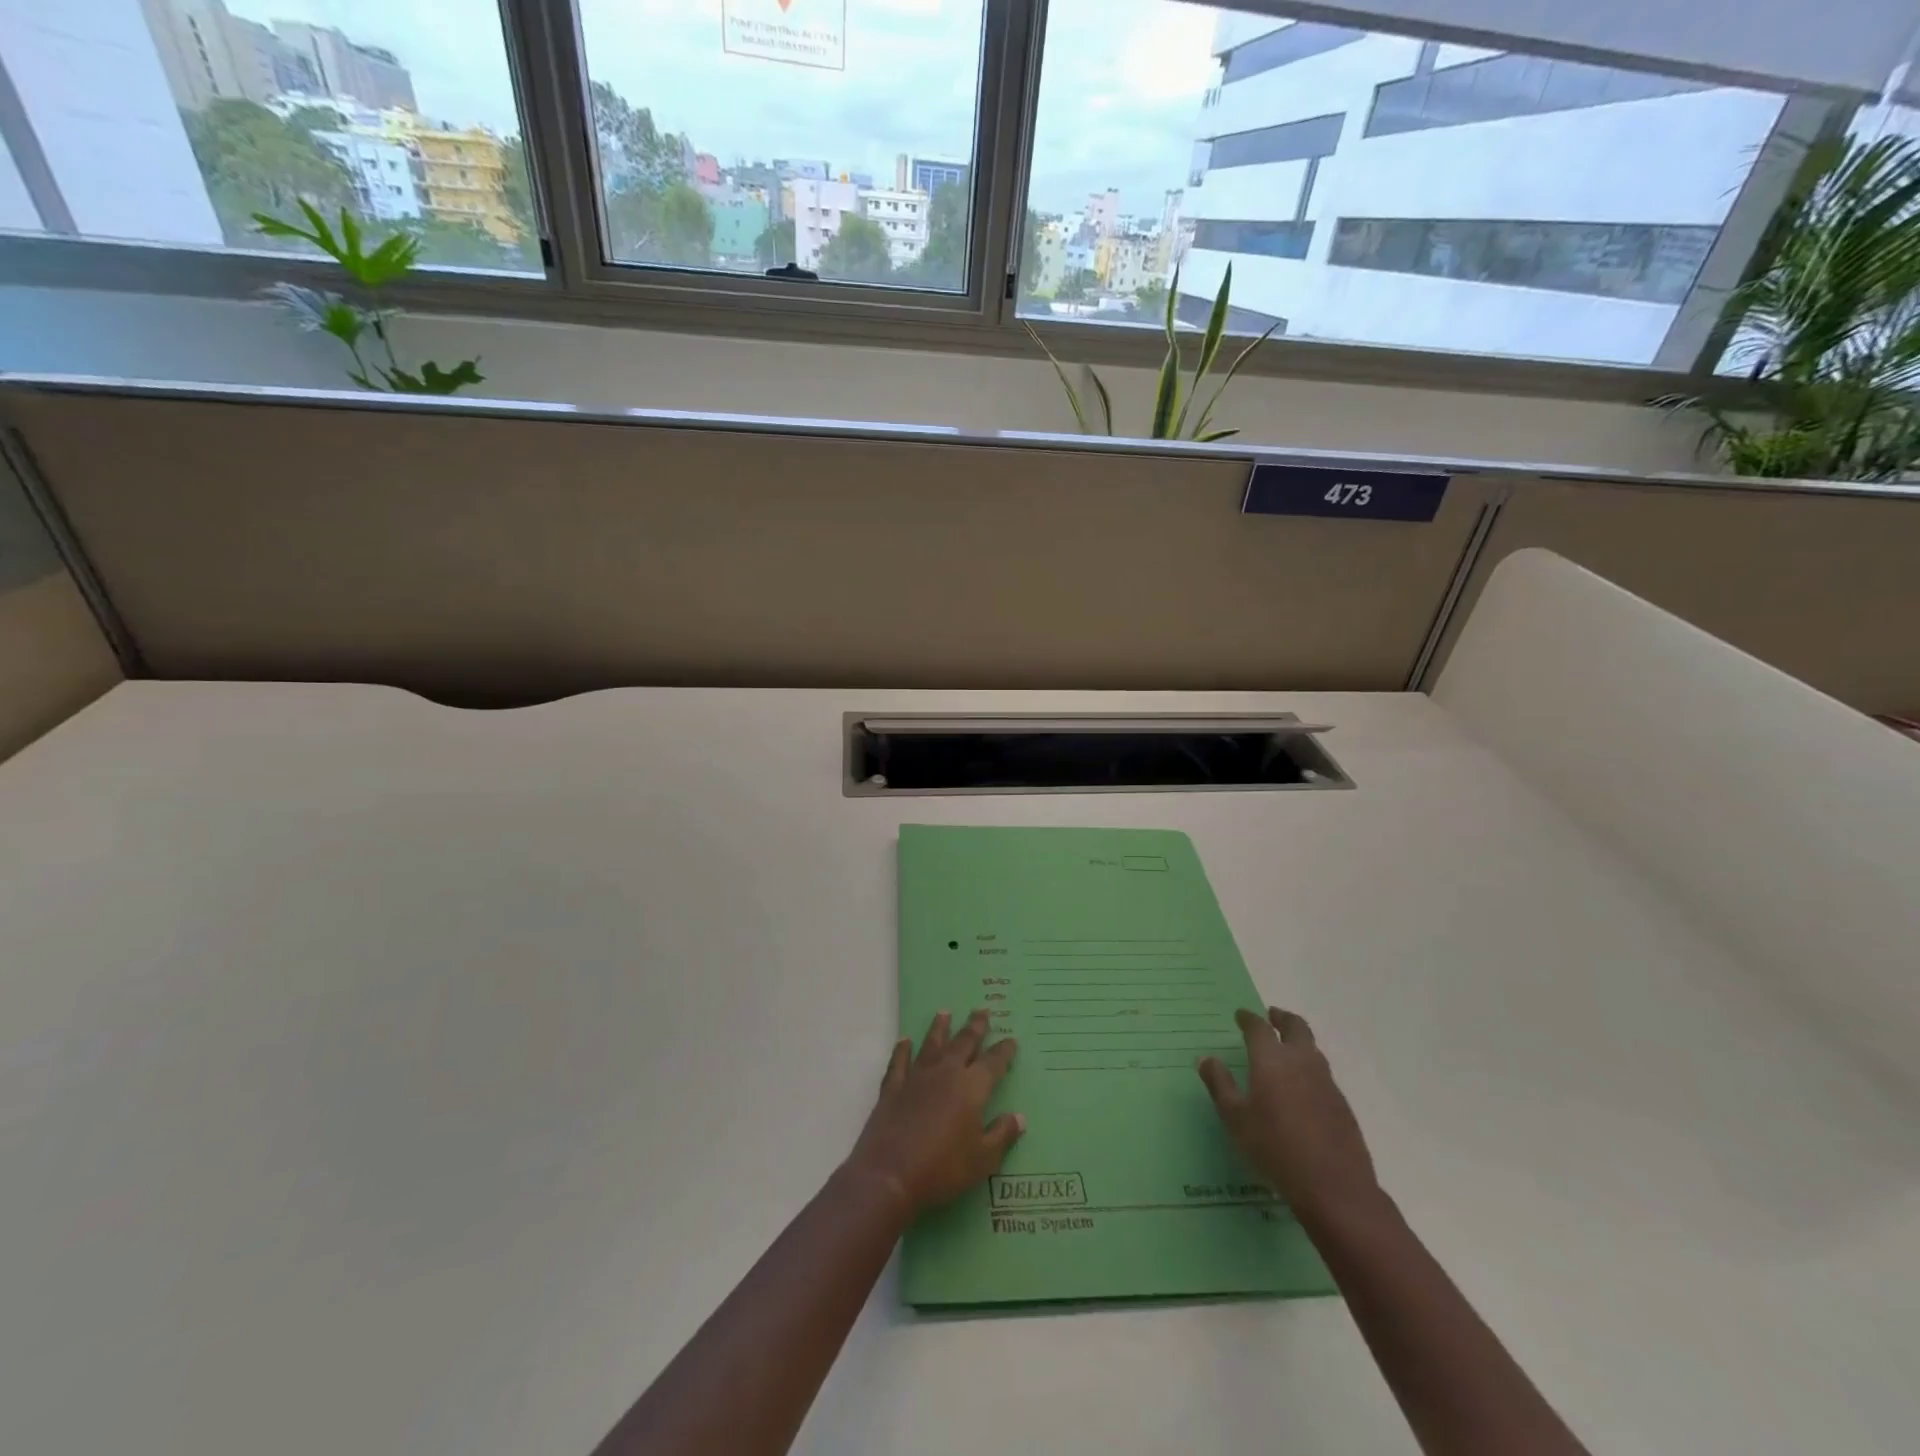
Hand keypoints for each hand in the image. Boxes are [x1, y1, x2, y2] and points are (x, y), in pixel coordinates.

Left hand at [844, 1010, 1023, 1219]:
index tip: (1011, 1039)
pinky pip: (899, 1062)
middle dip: (975, 1026)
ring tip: (944, 1012)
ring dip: (939, 1028)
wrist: (890, 1175)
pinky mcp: (893, 1088)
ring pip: (931, 1045)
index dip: (1004, 1051)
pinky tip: (904, 1041)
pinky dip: (902, 1050)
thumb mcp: (983, 1159)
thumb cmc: (943, 1169)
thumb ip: (1002, 1134)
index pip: (993, 1062)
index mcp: (971, 1088)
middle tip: (982, 1010)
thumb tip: (1019, 1116)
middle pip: (963, 1043)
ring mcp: (916, 1077)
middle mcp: (945, 1073)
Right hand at [1198, 1007, 1378, 1218]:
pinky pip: (1323, 1073)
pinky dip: (1309, 1067)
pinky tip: (1302, 1086)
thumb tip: (1206, 1059)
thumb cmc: (1275, 1148)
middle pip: (1296, 1027)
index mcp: (1272, 1060)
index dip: (1248, 1018)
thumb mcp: (1236, 1119)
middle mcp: (1301, 1062)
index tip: (1240, 1015)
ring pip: (1313, 1049)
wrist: (1335, 1187)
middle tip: (1271, 1016)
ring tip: (1286, 1049)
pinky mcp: (1341, 1104)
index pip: (1259, 1027)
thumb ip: (1220, 1085)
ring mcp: (1326, 1082)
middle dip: (1282, 1018)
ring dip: (1298, 1040)